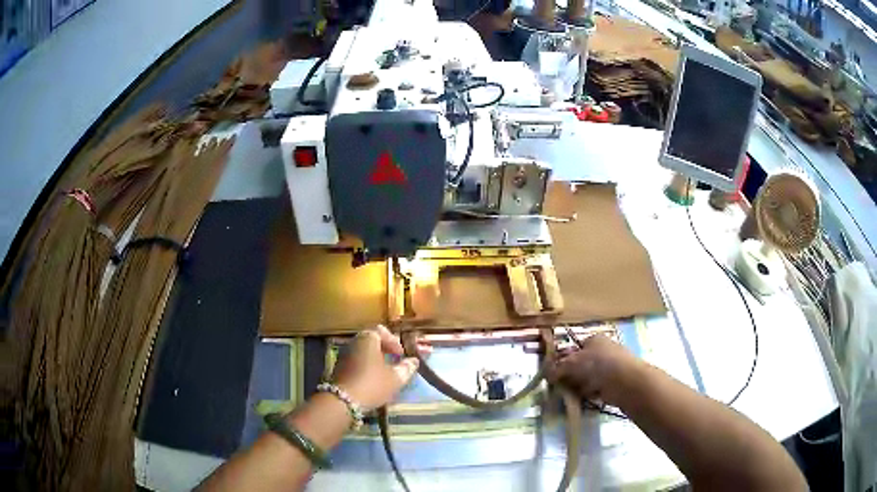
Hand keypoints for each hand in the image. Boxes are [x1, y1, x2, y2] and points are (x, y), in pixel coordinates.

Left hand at [331, 325, 426, 410]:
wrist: (342, 401)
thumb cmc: (372, 384)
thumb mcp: (395, 378)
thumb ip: (406, 368)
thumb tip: (414, 361)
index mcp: (367, 339)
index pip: (382, 331)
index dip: (394, 342)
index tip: (402, 354)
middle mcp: (354, 342)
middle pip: (371, 340)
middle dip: (385, 349)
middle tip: (395, 361)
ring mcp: (344, 354)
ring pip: (363, 352)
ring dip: (375, 359)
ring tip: (386, 372)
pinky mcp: (339, 367)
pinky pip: (356, 361)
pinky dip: (366, 366)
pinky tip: (373, 379)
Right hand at [547, 334, 642, 405]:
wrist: (625, 381)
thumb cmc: (597, 364)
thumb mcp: (572, 363)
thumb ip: (557, 368)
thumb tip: (547, 374)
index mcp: (594, 339)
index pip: (575, 347)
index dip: (564, 359)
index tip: (555, 372)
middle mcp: (603, 351)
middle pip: (581, 364)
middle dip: (571, 375)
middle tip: (560, 385)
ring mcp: (609, 367)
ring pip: (587, 377)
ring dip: (579, 386)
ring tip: (571, 394)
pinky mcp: (614, 382)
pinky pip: (596, 388)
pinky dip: (589, 393)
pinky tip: (585, 397)